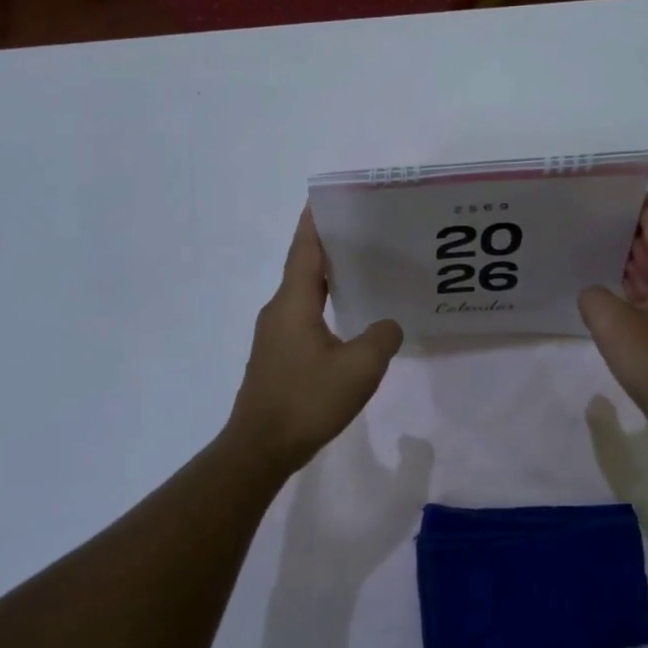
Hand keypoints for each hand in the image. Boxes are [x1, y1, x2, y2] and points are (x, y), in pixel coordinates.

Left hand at [226, 207, 403, 473]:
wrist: (260, 448)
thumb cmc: (307, 400)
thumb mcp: (359, 368)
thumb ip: (381, 338)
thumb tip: (387, 325)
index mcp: (293, 303)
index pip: (305, 250)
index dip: (315, 222)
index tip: (327, 198)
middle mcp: (279, 311)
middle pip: (304, 268)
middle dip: (330, 247)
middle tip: (364, 233)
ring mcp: (274, 336)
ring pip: (304, 295)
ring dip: (328, 279)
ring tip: (363, 271)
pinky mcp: (277, 357)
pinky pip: (303, 318)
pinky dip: (325, 306)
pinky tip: (349, 320)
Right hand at [579, 196, 647, 441]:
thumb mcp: (613, 323)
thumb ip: (594, 297)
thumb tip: (594, 295)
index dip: (638, 205)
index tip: (613, 188)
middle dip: (625, 231)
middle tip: (589, 217)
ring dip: (625, 262)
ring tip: (590, 248)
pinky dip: (628, 291)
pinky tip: (604, 295)